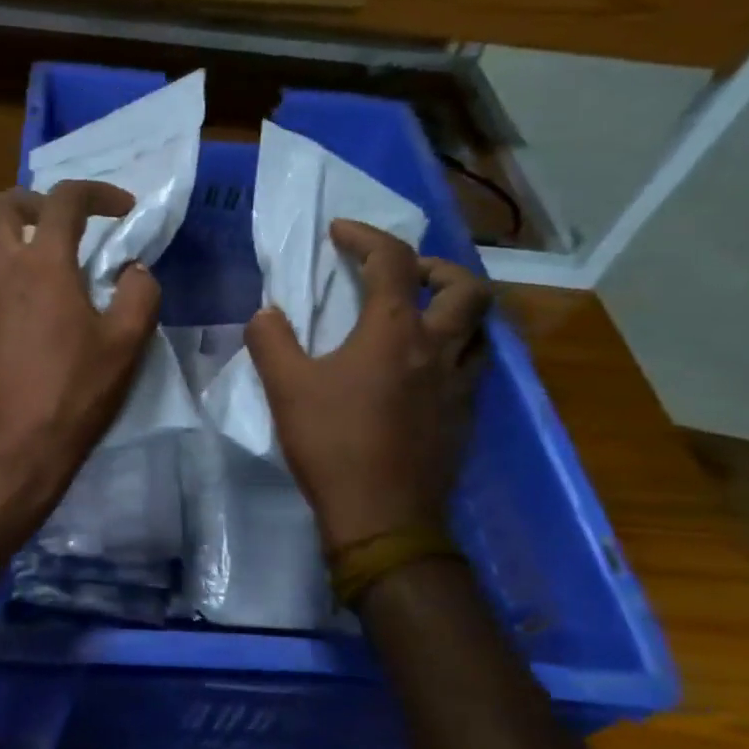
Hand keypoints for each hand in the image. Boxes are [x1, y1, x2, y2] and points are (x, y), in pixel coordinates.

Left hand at [0, 182, 160, 513]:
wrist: (7, 448)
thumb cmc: (71, 395)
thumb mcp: (125, 345)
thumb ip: (139, 293)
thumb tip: (133, 269)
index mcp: (42, 264)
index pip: (65, 199)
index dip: (98, 193)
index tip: (122, 210)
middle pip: (0, 205)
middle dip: (32, 202)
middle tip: (59, 224)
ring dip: (6, 239)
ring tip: (34, 264)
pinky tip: (14, 311)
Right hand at [245, 220, 491, 550]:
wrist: (383, 516)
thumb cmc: (333, 444)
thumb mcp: (285, 388)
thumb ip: (271, 340)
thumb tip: (267, 313)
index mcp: (394, 332)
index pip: (392, 261)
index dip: (366, 236)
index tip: (339, 232)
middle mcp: (439, 348)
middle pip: (466, 287)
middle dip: (436, 267)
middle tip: (403, 276)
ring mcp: (460, 384)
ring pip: (481, 328)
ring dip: (455, 310)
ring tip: (420, 318)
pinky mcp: (466, 416)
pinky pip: (474, 366)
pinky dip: (454, 351)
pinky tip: (424, 371)